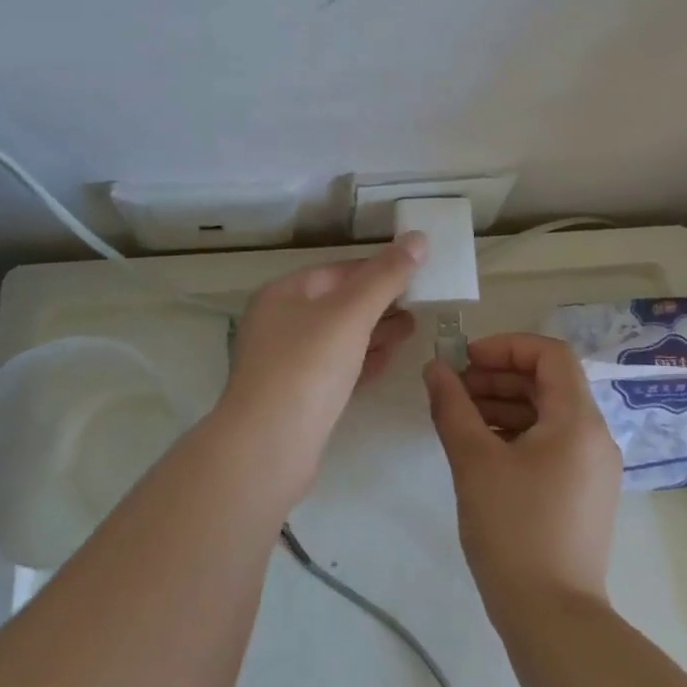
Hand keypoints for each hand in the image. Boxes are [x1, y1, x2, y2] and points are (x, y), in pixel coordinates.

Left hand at [215, 235, 424, 494]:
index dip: (377, 268)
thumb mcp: (350, 314)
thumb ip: (385, 276)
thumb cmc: (307, 368)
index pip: (337, 271)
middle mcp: (278, 324)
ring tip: (412, 329)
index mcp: (282, 295)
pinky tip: (388, 361)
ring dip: (374, 332)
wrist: (267, 449)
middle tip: (420, 303)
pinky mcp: (296, 398)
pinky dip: (362, 360)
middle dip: (379, 302)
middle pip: (337, 303)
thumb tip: (418, 238)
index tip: (415, 273)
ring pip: (337, 338)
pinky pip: (334, 369)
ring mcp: (285, 363)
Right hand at [423, 334, 621, 623]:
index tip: (465, 361)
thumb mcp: (474, 462)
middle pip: (549, 383)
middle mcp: (595, 437)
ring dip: (505, 406)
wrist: (553, 620)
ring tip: (461, 419)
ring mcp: (594, 468)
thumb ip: (452, 407)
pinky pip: (552, 444)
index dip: (506, 347)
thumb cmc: (513, 531)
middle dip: (499, 377)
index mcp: (578, 421)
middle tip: (455, 390)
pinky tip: (483, 451)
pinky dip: (518, 435)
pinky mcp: (585, 494)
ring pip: (549, 415)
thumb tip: (435, 369)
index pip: (550, 355)